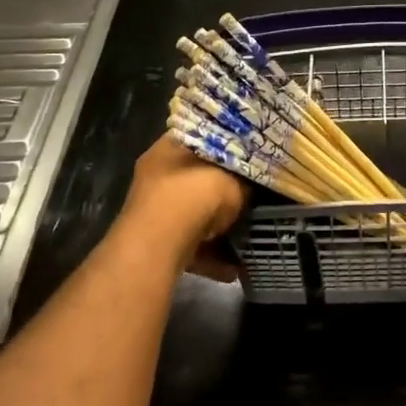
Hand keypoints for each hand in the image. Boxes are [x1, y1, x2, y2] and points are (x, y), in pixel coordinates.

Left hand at [122, 134, 248, 275]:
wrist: (160, 243)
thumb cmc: (196, 195)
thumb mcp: (234, 178)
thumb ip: (245, 178)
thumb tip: (252, 181)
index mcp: (170, 145)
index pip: (201, 136)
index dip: (227, 145)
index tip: (249, 156)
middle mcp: (157, 173)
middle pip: (197, 177)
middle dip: (222, 189)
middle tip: (249, 195)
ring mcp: (153, 208)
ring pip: (193, 212)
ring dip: (217, 225)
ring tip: (244, 235)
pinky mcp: (155, 240)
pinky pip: (189, 243)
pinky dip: (210, 255)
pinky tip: (233, 268)